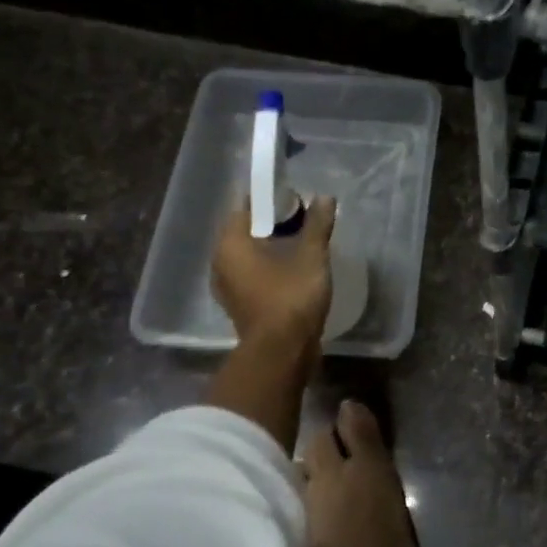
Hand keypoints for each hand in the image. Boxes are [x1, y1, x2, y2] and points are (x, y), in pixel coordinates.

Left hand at [211, 196, 336, 347]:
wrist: (282, 351)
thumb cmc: (291, 297)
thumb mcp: (310, 256)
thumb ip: (317, 225)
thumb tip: (325, 198)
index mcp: (230, 244)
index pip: (243, 207)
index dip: (267, 198)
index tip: (291, 195)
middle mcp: (221, 263)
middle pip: (244, 232)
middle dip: (270, 223)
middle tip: (299, 217)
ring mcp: (229, 288)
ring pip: (248, 256)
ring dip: (270, 247)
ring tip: (299, 242)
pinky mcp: (242, 306)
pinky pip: (253, 276)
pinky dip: (270, 268)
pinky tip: (292, 268)